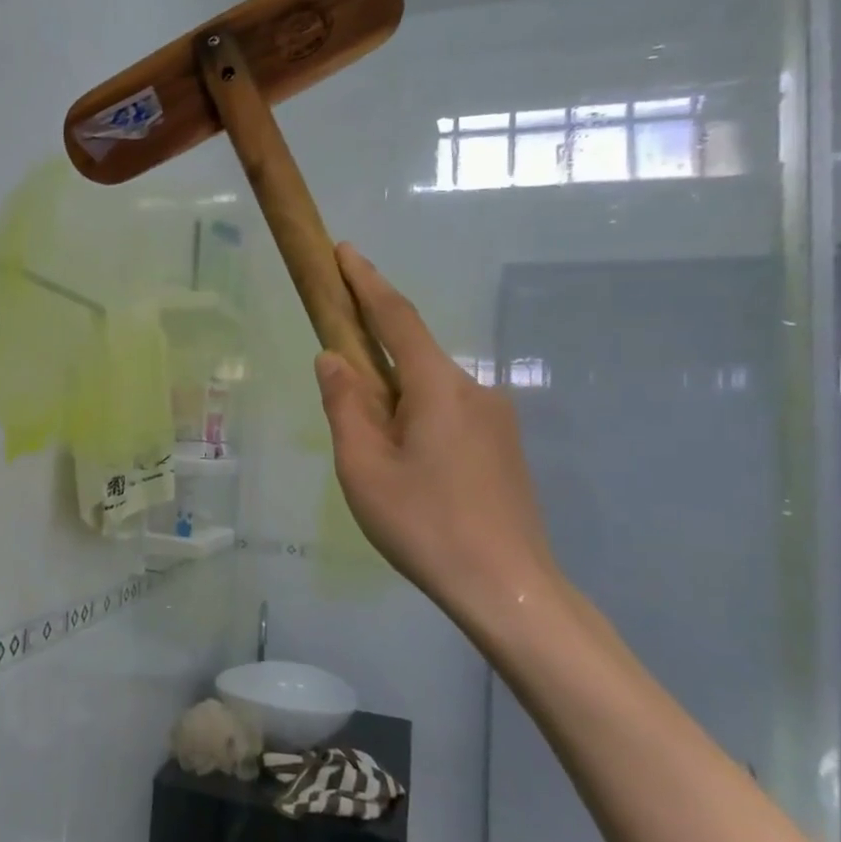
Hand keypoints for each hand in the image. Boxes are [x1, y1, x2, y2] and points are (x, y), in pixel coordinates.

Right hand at [314, 245, 560, 624]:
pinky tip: (405, 467)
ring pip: (429, 391)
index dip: (367, 282)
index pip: (396, 317)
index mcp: (438, 386)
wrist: (507, 589)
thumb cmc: (424, 525)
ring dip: (393, 399)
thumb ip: (345, 406)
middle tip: (339, 388)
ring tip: (371, 453)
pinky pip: (447, 414)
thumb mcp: (363, 467)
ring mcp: (496, 420)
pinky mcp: (502, 448)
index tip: (344, 252)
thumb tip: (333, 359)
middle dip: (372, 356)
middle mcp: (474, 390)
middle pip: (413, 355)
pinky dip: (415, 419)